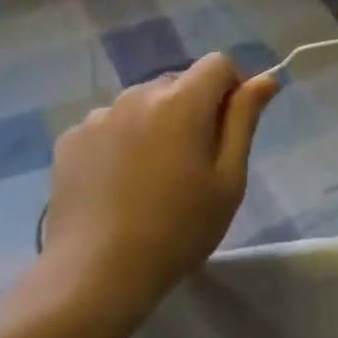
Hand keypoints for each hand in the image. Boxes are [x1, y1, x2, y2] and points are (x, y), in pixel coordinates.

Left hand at [41, 54, 276, 325]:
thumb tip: (265, 78)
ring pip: (142, 104)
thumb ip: (244, 120)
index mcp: (181, 101)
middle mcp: (137, 95)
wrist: (96, 274)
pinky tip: (120, 184)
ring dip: (157, 123)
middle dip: (194, 108)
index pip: (217, 64)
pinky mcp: (71, 139)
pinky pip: (110, 125)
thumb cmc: (178, 230)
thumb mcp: (228, 180)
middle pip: (178, 82)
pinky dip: (122, 141)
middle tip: (195, 163)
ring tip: (154, 177)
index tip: (232, 128)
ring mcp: (99, 116)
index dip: (233, 87)